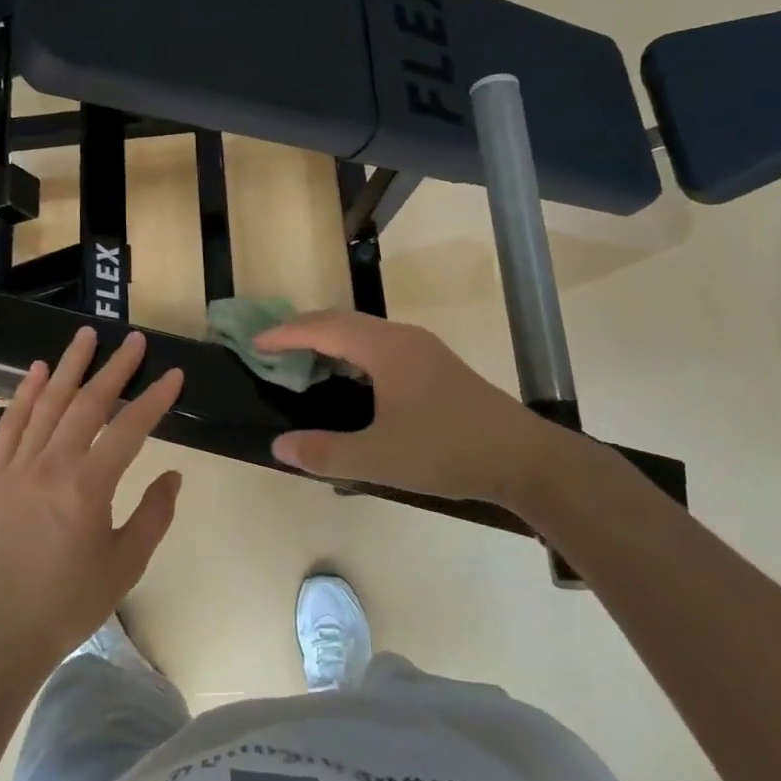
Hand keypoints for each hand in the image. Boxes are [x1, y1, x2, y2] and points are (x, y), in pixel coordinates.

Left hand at [0, 327, 184, 670]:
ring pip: (47, 404)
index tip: (173, 375)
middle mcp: (51, 466)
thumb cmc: (72, 601)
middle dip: (115, 369)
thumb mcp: (127, 563)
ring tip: (87, 336)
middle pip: (87, 404)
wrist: (4, 632)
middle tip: (134, 341)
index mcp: (87, 487)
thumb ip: (154, 514)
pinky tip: (37, 371)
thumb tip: (173, 475)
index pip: (129, 429)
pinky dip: (24, 395)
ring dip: (69, 367)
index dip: (154, 399)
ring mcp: (17, 467)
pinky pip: (10, 425)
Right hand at [255, 310, 570, 506]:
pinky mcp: (435, 365)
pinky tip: (348, 379)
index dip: (286, 333)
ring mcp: (423, 349)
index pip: (324, 328)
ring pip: (363, 331)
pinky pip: (379, 345)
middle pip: (342, 321)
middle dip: (303, 330)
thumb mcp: (379, 459)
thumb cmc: (448, 452)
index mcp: (386, 350)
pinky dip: (351, 352)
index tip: (255, 343)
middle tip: (272, 349)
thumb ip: (325, 453)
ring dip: (329, 339)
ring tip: (302, 361)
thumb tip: (279, 446)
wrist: (525, 459)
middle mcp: (403, 338)